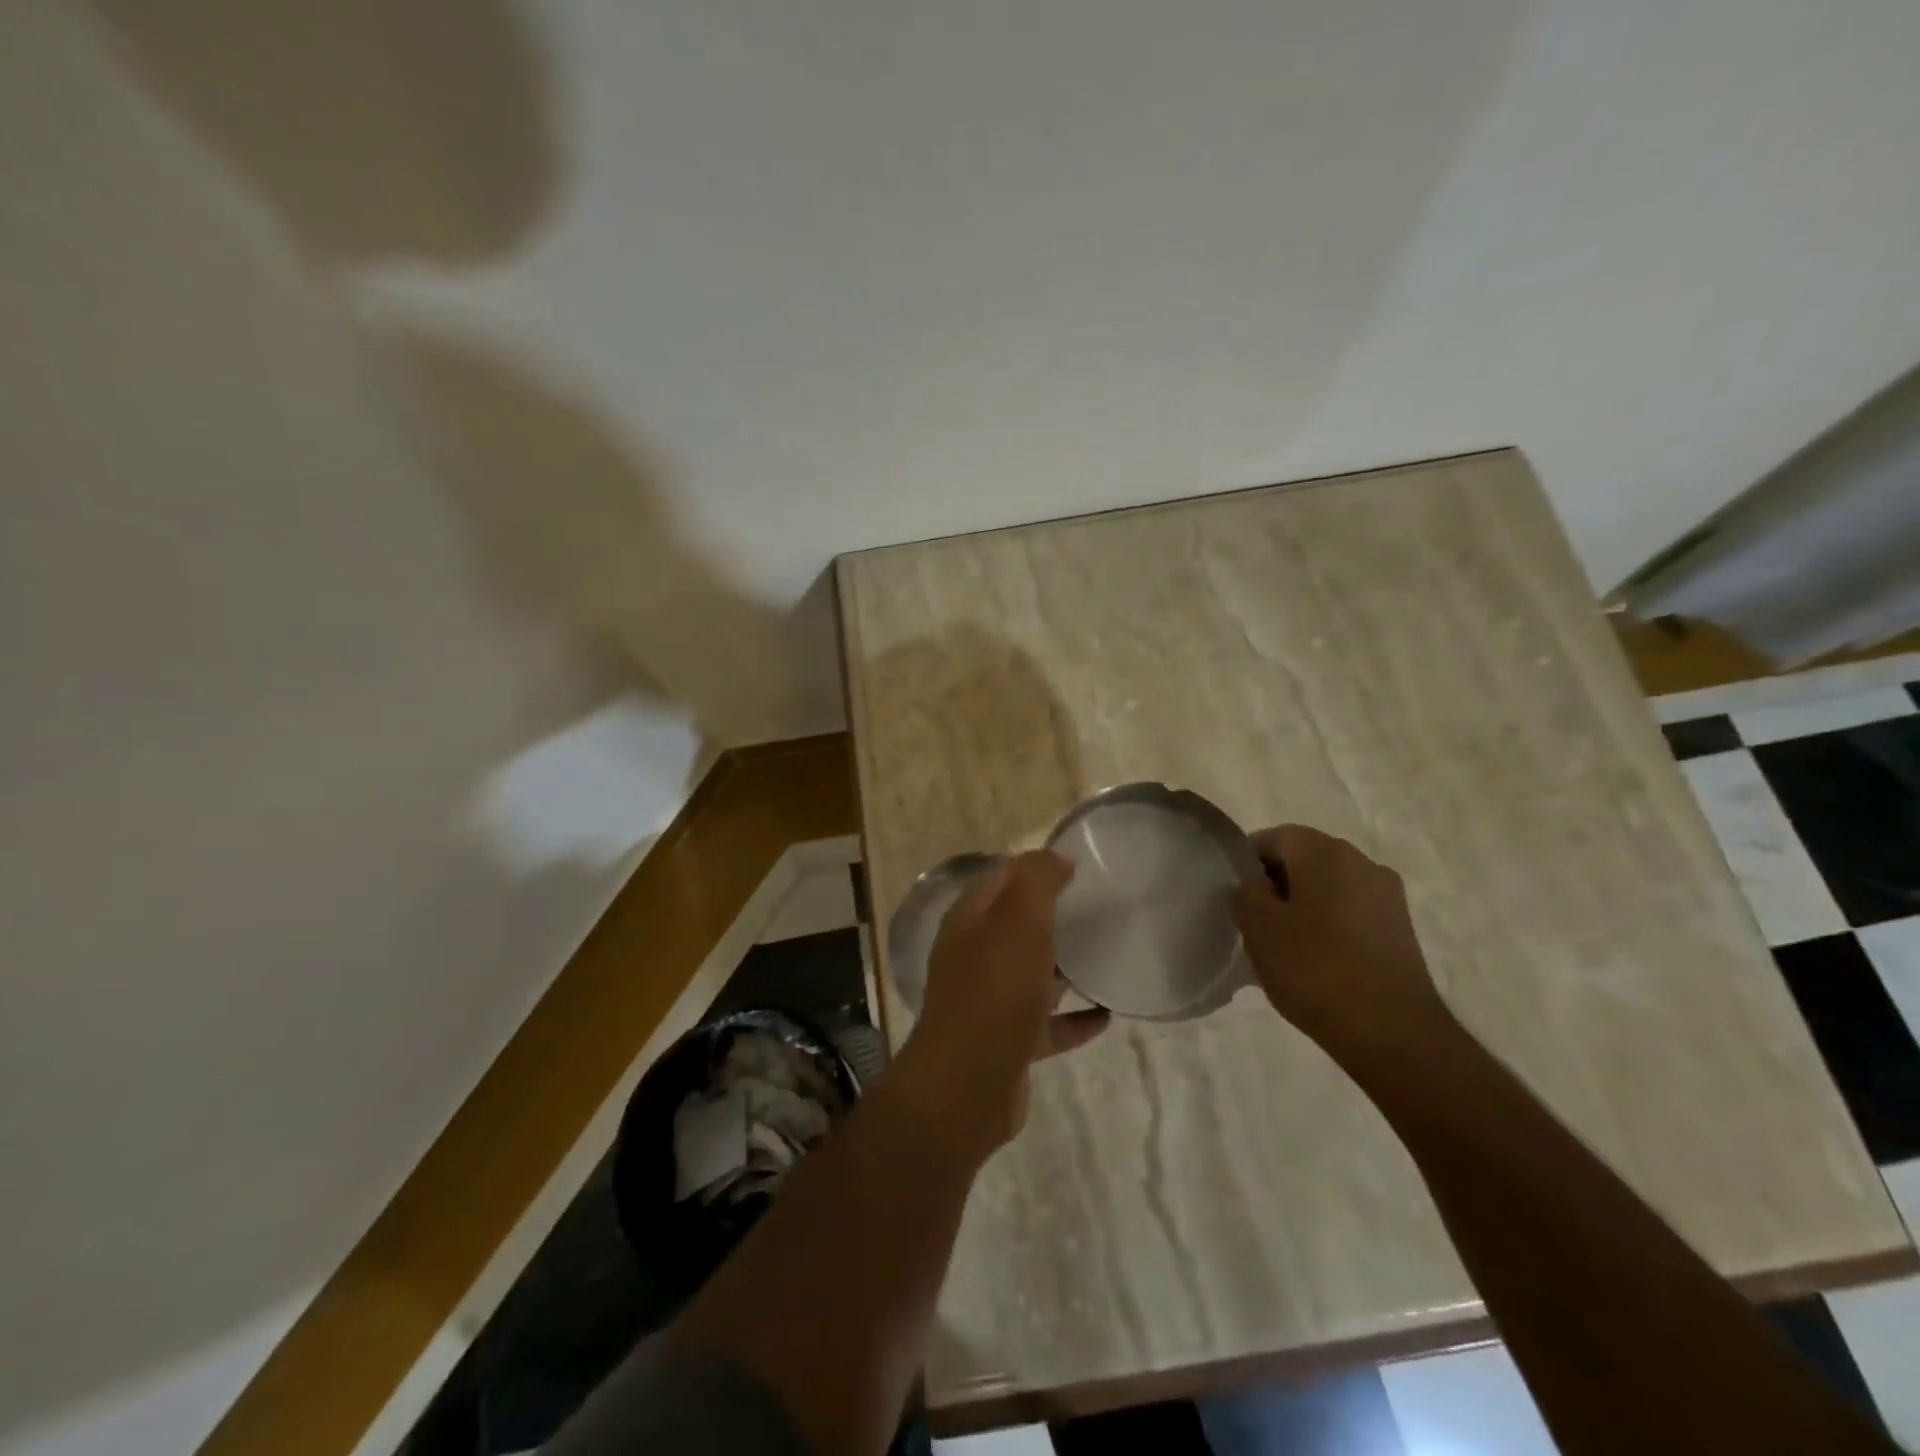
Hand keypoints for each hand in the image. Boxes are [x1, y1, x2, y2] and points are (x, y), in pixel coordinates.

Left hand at [893, 851, 1109, 1155]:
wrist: (968, 1084)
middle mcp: (975, 956)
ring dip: (1065, 967)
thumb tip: (1057, 856)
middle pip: (1017, 926)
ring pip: (1032, 974)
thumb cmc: (995, 990)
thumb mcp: (1019, 920)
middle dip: (1054, 915)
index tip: (1080, 866)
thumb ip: (1037, 881)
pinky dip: (1074, 1018)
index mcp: (970, 920)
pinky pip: (1047, 1024)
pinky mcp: (1008, 1042)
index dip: (1036, 868)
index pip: (1003, 878)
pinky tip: (1106, 1015)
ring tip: (1109, 956)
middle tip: (1101, 908)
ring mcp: (990, 1001)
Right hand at [1232, 825, 1452, 1070]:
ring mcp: (1387, 895)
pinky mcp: (1400, 929)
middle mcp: (1361, 862)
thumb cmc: (1315, 969)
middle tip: (1254, 921)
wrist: (1392, 1032)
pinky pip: (1351, 912)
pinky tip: (1317, 961)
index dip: (1247, 861)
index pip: (1274, 837)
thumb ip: (1246, 893)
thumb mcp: (1258, 928)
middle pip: (1305, 859)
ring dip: (1303, 906)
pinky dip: (1330, 925)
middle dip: (1276, 883)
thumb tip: (1256, 887)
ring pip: (1329, 887)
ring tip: (1285, 946)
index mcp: (1324, 852)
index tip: (1235, 895)